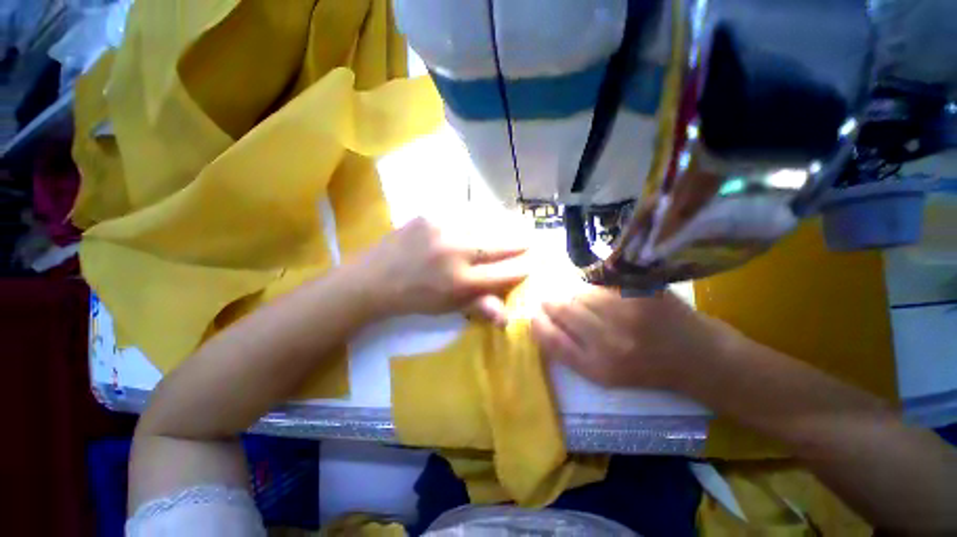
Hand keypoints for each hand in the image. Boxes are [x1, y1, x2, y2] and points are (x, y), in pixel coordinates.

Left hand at [355, 217, 530, 324]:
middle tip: (533, 237)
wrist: (374, 278)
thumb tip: (508, 317)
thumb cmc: (414, 298)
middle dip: (520, 242)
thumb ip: (479, 307)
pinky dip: (481, 215)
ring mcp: (443, 230)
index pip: (504, 273)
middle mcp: (457, 253)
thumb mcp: (447, 308)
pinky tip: (490, 214)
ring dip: (505, 224)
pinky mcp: (430, 215)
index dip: (522, 268)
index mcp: (462, 281)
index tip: (534, 262)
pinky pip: (464, 213)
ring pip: (485, 224)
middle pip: (499, 245)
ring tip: (519, 222)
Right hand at [531, 286, 736, 390]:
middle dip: (551, 303)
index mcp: (597, 368)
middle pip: (561, 308)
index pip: (550, 338)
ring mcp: (626, 314)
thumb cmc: (647, 370)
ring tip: (586, 302)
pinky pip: (601, 284)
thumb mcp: (604, 374)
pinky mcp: (641, 293)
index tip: (534, 316)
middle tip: (552, 301)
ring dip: (575, 296)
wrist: (698, 358)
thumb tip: (541, 323)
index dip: (537, 323)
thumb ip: (570, 351)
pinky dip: (596, 288)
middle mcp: (608, 342)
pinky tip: (605, 296)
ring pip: (579, 292)